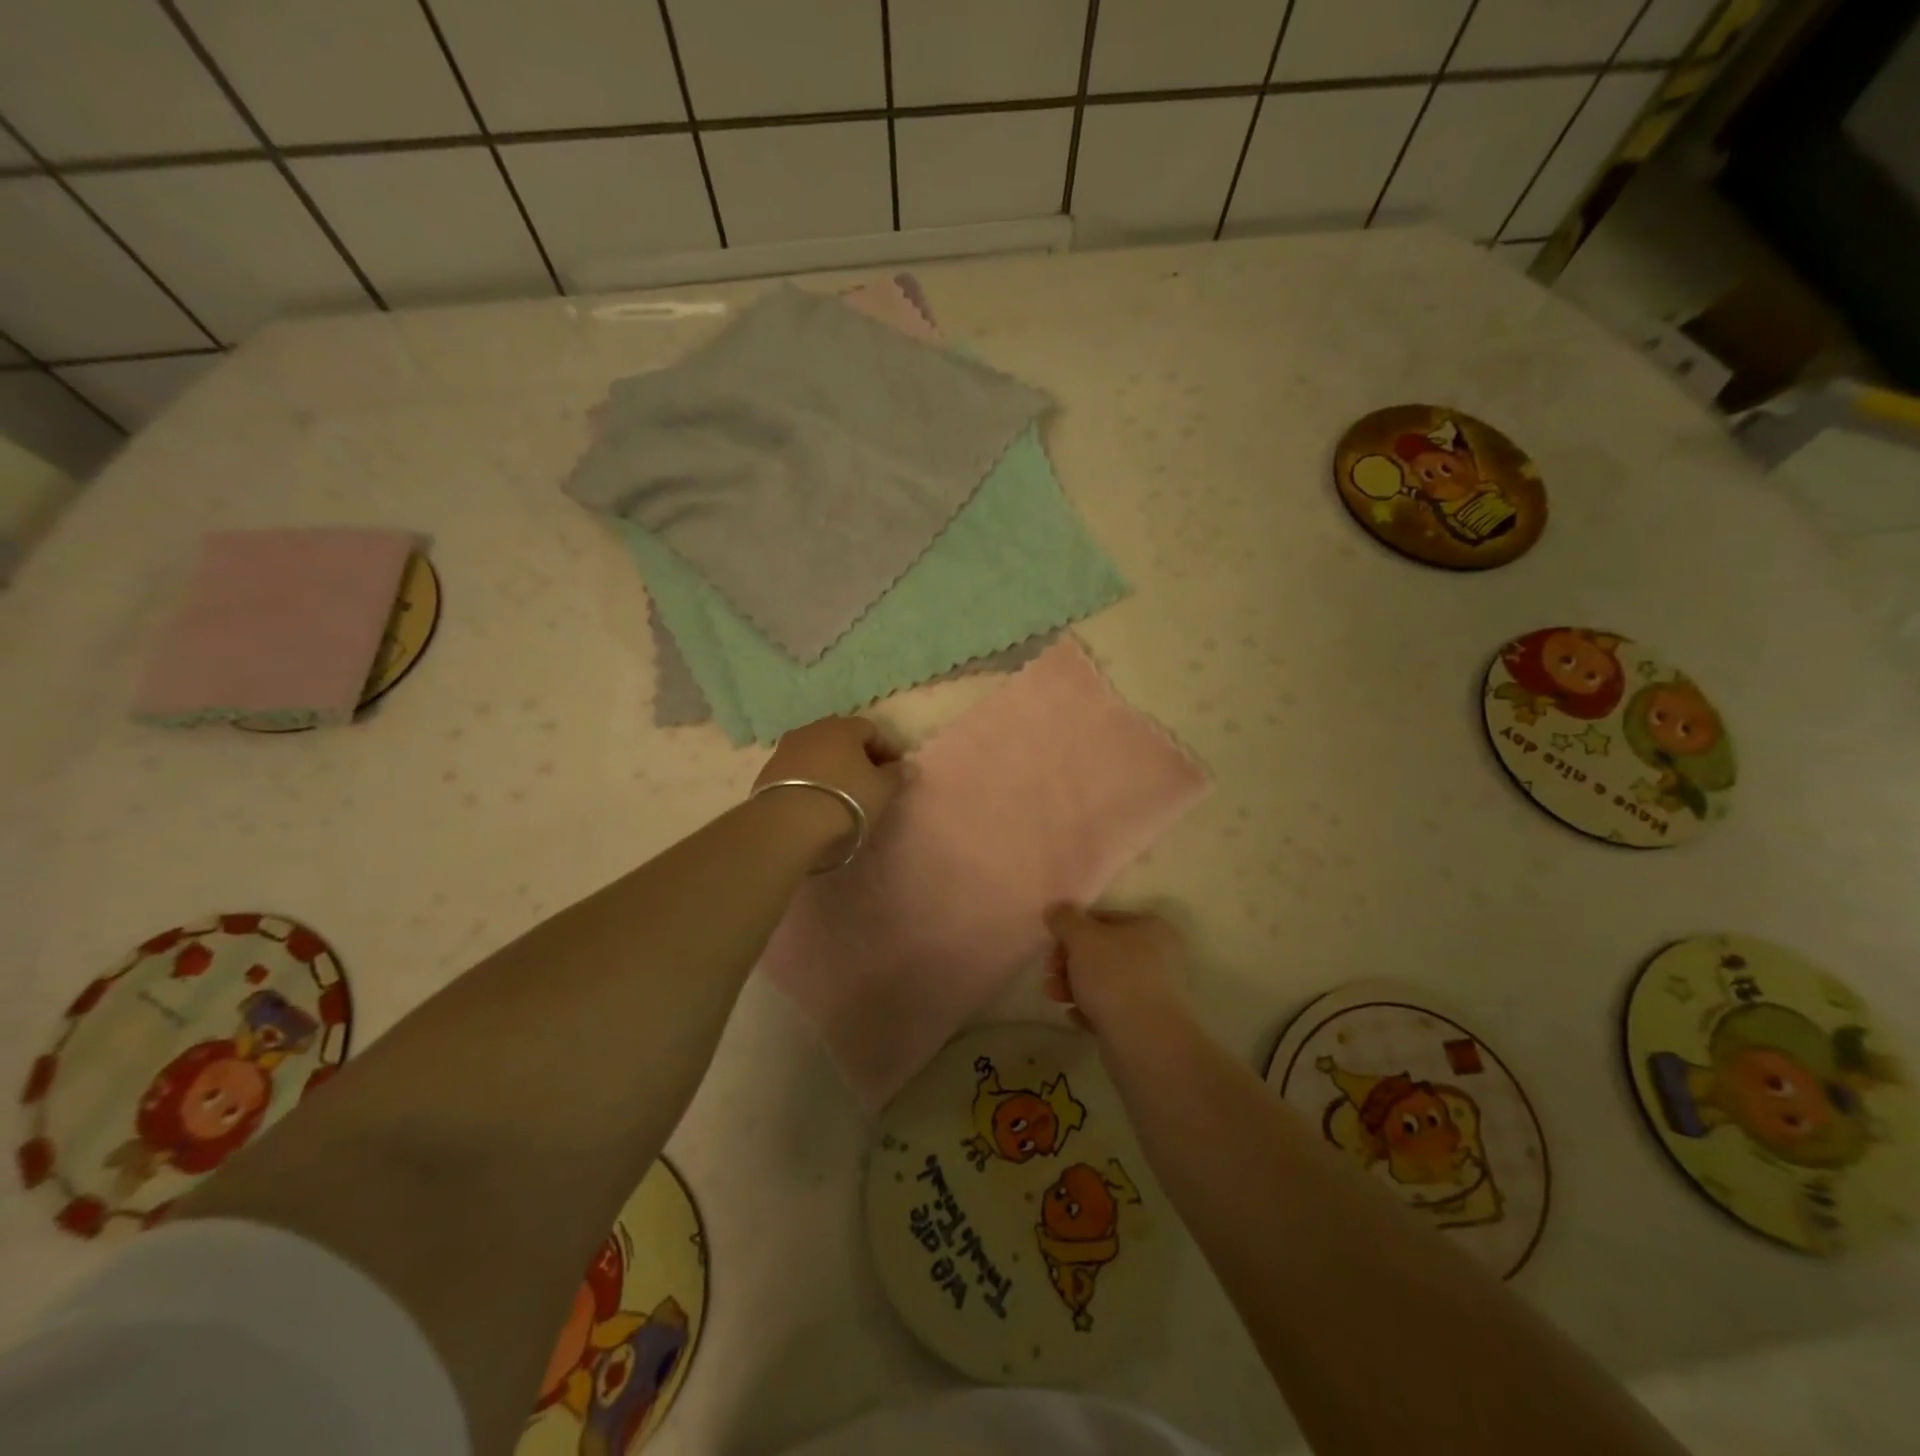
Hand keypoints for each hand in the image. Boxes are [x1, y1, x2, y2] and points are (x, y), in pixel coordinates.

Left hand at [753, 716, 904, 861]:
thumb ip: (896, 776)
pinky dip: (810, 780)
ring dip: (831, 767)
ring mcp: (785, 750)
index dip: (886, 749)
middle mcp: (812, 730)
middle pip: (840, 737)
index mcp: (843, 727)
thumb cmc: (845, 800)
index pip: (871, 729)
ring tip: (841, 793)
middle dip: (856, 755)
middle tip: (868, 780)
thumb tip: (906, 766)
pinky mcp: (766, 773)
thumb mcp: (881, 791)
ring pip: (816, 753)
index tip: (894, 771)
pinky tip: (816, 801)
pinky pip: (797, 771)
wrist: (787, 825)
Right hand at [1042, 904, 1185, 1036]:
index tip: (1052, 944)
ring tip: (1055, 996)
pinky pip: (1109, 1009)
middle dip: (1069, 961)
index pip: (1103, 919)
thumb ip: (1065, 920)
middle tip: (1050, 971)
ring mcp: (1152, 991)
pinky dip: (1089, 1010)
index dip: (1072, 929)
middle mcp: (1157, 956)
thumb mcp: (1083, 939)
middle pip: (1101, 951)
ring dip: (1073, 986)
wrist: (1144, 1041)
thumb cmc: (1115, 977)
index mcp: (1150, 928)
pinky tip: (1075, 1016)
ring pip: (1103, 981)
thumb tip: (1056, 909)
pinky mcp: (1144, 1022)